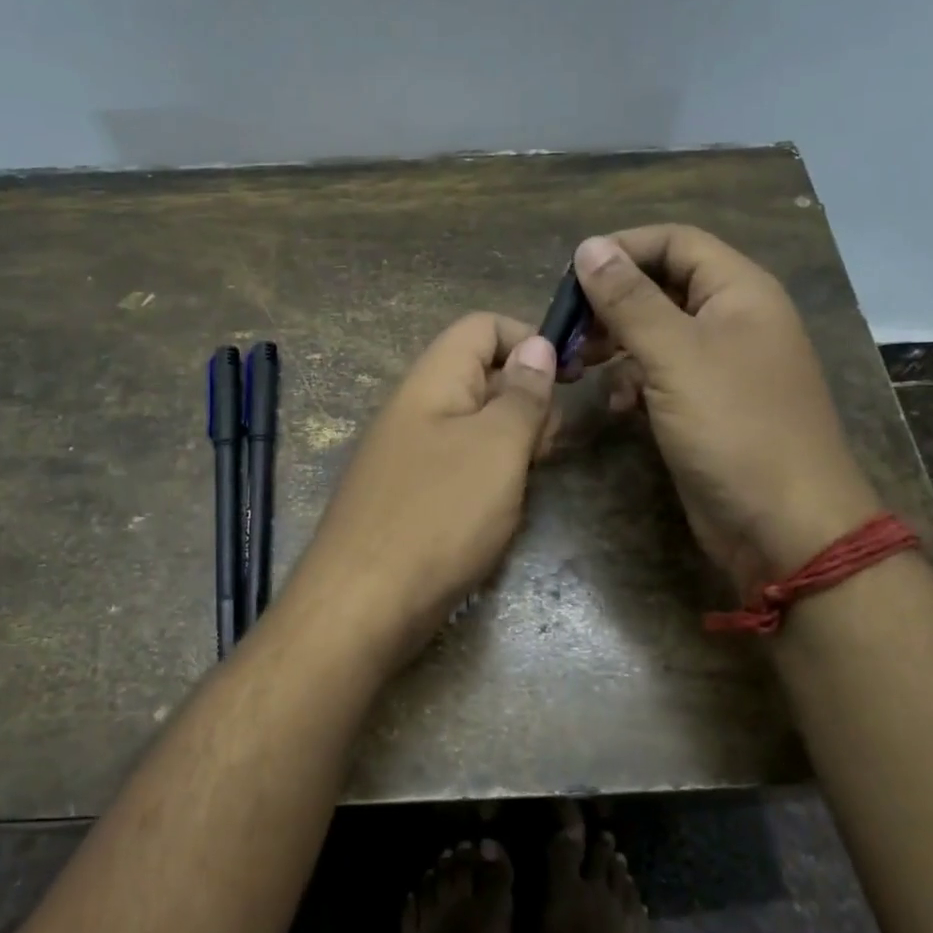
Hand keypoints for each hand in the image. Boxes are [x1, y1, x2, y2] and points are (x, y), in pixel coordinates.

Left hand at [293, 313, 556, 673]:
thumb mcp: (496, 447)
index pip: (482, 326)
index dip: (529, 339)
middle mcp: (417, 408)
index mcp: (432, 380)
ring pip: (476, 426)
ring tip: (527, 481)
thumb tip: (538, 345)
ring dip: (513, 445)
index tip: (570, 378)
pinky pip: (461, 467)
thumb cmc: (438, 516)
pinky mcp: (412, 495)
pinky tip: (501, 510)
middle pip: (482, 375)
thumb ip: (522, 395)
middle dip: (527, 400)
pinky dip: (490, 478)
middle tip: (548, 446)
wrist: (362, 606)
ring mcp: (411, 454)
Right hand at [570, 226, 880, 584]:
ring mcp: (720, 366)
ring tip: (579, 365)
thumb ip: (629, 300)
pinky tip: (617, 406)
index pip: (675, 242)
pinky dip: (633, 383)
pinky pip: (661, 376)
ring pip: (656, 333)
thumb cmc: (734, 428)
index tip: (571, 277)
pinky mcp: (705, 406)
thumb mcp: (674, 356)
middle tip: (568, 330)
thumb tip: (589, 246)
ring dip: (616, 344)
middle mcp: (732, 320)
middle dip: (611, 303)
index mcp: (739, 292)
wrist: (784, 527)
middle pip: (662, 286)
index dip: (623, 249)